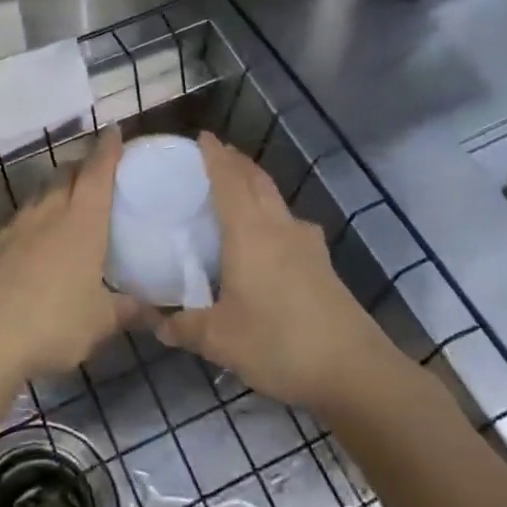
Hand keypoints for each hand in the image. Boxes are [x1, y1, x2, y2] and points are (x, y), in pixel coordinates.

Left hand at [0, 130, 143, 385]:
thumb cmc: (54, 323)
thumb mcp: (100, 322)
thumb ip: (128, 310)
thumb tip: (155, 312)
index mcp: (81, 221)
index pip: (97, 173)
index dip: (108, 150)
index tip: (115, 131)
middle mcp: (49, 212)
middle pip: (67, 174)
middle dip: (84, 166)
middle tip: (99, 172)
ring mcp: (19, 226)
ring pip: (43, 192)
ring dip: (59, 187)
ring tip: (72, 200)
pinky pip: (25, 215)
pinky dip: (40, 213)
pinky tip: (42, 235)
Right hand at [156, 133, 389, 410]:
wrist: (353, 370)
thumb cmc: (278, 343)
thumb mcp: (220, 340)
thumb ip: (183, 327)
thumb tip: (154, 322)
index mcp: (249, 232)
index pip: (228, 180)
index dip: (215, 156)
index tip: (201, 137)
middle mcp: (278, 227)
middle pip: (256, 181)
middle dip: (236, 162)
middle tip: (215, 155)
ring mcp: (306, 243)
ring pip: (276, 199)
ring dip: (257, 184)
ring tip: (239, 188)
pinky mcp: (322, 263)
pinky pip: (290, 223)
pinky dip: (273, 214)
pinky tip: (272, 236)